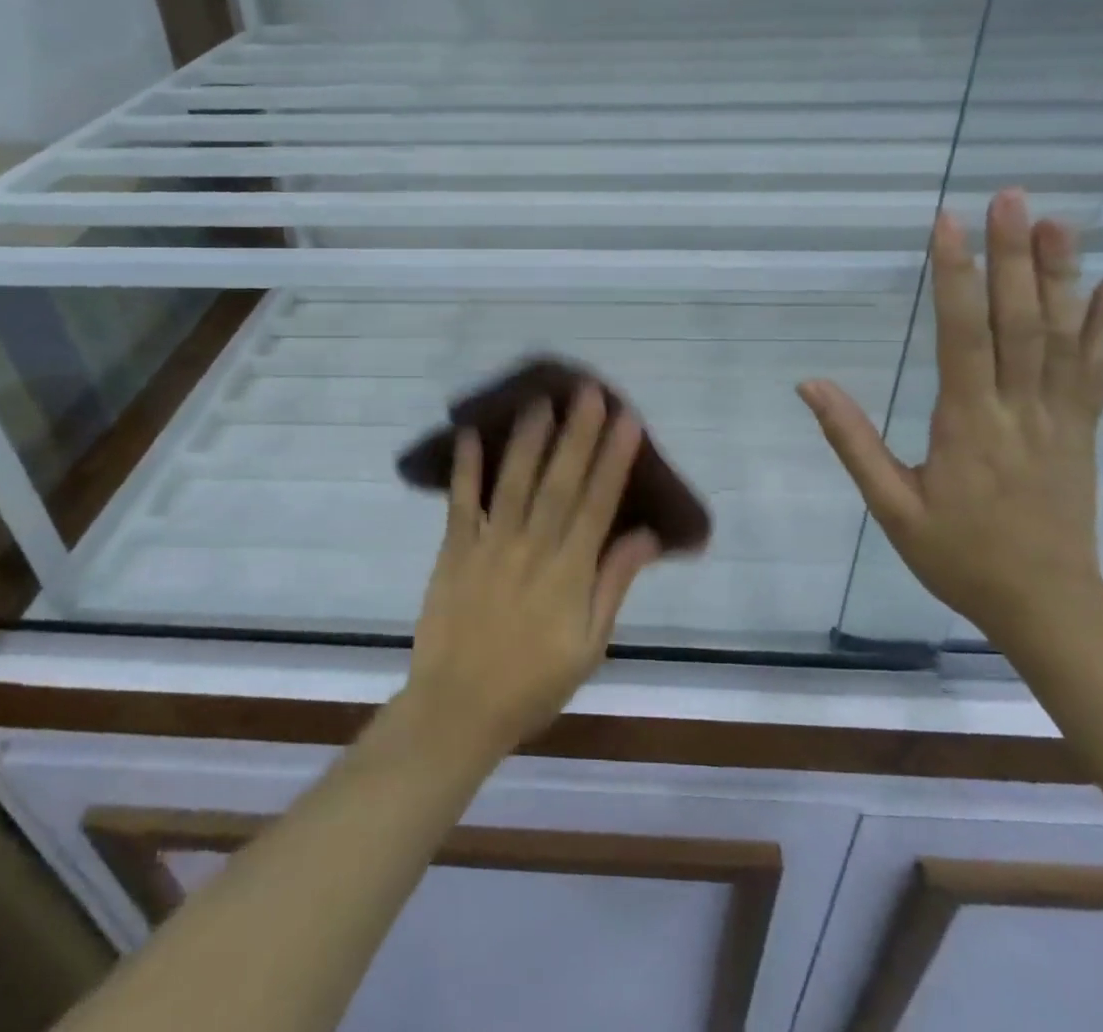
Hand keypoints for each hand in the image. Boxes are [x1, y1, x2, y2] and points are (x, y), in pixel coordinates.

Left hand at [403, 385, 660, 758]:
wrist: (459, 710)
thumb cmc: (533, 683)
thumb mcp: (589, 645)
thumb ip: (613, 584)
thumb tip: (648, 536)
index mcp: (569, 574)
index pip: (598, 505)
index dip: (614, 461)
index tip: (627, 420)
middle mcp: (532, 550)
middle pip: (560, 483)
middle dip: (577, 434)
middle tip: (589, 391)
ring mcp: (489, 547)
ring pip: (514, 483)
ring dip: (529, 440)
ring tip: (541, 400)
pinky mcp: (454, 551)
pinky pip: (461, 504)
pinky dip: (466, 468)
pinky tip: (471, 433)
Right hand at [798, 188, 1102, 644]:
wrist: (1048, 604)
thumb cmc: (958, 555)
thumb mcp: (891, 507)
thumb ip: (852, 441)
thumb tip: (810, 385)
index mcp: (967, 424)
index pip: (961, 335)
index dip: (954, 276)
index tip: (947, 224)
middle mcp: (1020, 409)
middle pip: (1019, 322)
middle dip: (1011, 255)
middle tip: (1008, 198)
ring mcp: (1061, 418)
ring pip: (1063, 337)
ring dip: (1060, 275)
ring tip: (1056, 220)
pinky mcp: (1084, 431)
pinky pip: (1098, 372)